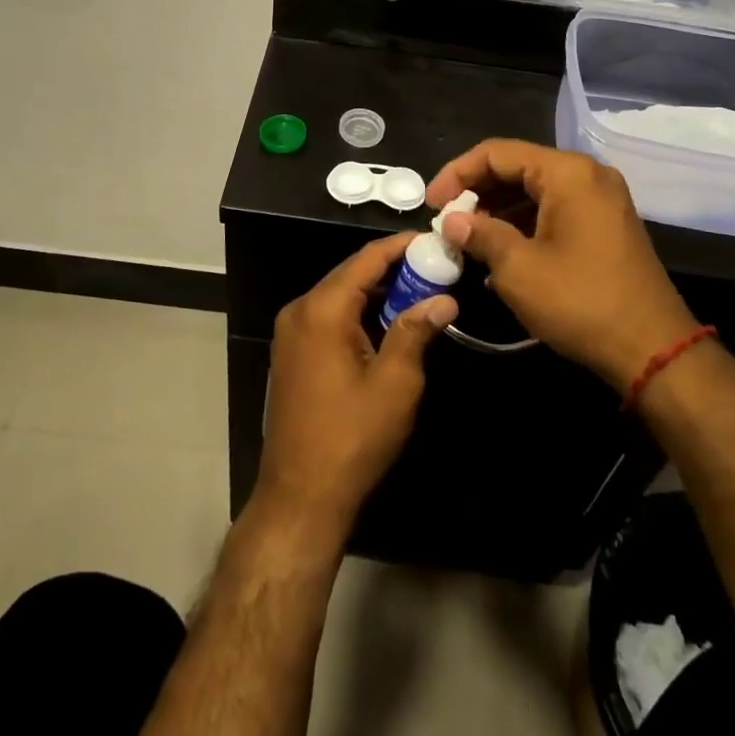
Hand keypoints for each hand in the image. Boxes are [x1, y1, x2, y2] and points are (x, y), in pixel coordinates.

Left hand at [257, 235, 459, 534]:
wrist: (300, 495)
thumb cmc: (352, 438)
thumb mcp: (395, 384)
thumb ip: (416, 331)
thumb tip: (443, 298)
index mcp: (322, 309)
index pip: (367, 258)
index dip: (402, 246)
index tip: (435, 240)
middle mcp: (300, 310)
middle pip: (351, 273)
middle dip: (393, 269)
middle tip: (435, 269)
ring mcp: (291, 332)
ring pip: (341, 295)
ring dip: (377, 292)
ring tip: (420, 293)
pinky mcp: (292, 352)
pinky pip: (329, 316)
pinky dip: (359, 312)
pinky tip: (388, 323)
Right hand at [426, 140, 697, 389]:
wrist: (654, 350)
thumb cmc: (580, 302)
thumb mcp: (518, 269)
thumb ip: (480, 234)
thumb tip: (452, 221)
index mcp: (567, 173)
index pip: (498, 153)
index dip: (458, 173)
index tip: (432, 204)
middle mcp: (588, 175)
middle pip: (518, 166)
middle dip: (477, 191)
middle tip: (446, 220)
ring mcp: (602, 200)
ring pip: (536, 189)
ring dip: (498, 208)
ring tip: (468, 237)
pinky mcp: (607, 225)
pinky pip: (555, 208)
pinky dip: (524, 221)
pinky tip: (500, 248)